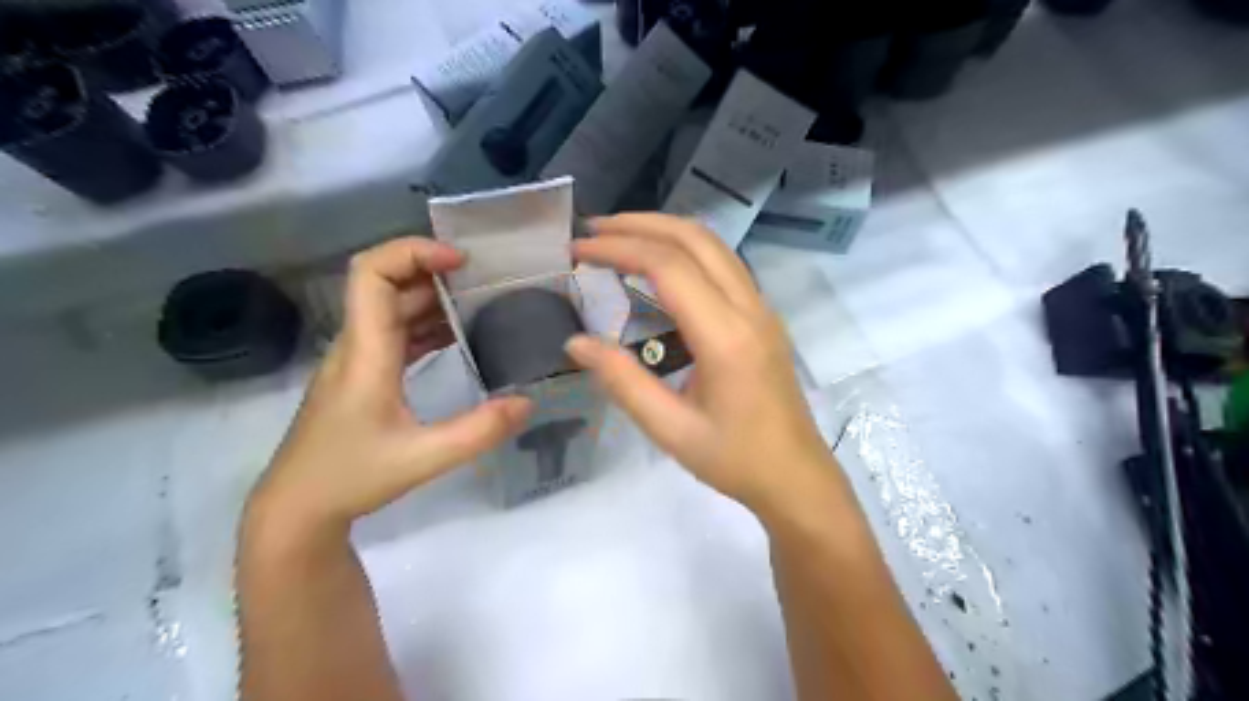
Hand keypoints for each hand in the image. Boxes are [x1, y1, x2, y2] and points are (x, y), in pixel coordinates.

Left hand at [250, 238, 530, 532]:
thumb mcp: (422, 458)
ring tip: (481, 301)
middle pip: (387, 284)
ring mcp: (358, 359)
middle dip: (435, 271)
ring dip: (433, 298)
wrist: (298, 508)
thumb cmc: (350, 477)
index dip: (413, 253)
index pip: (371, 274)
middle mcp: (357, 345)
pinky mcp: (364, 375)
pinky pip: (397, 334)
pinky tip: (459, 336)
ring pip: (393, 308)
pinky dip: (428, 325)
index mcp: (365, 352)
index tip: (460, 261)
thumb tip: (528, 402)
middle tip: (486, 280)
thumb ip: (479, 431)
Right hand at [568, 214, 837, 513]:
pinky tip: (657, 267)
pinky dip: (685, 251)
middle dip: (640, 224)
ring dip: (665, 231)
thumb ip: (622, 381)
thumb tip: (575, 342)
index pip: (669, 266)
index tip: (578, 249)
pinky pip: (723, 265)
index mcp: (727, 337)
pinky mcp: (763, 316)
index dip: (620, 248)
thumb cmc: (734, 460)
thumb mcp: (670, 429)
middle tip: (592, 230)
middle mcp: (750, 309)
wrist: (796, 477)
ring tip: (619, 238)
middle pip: (695, 238)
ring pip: (714, 245)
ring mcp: (762, 309)